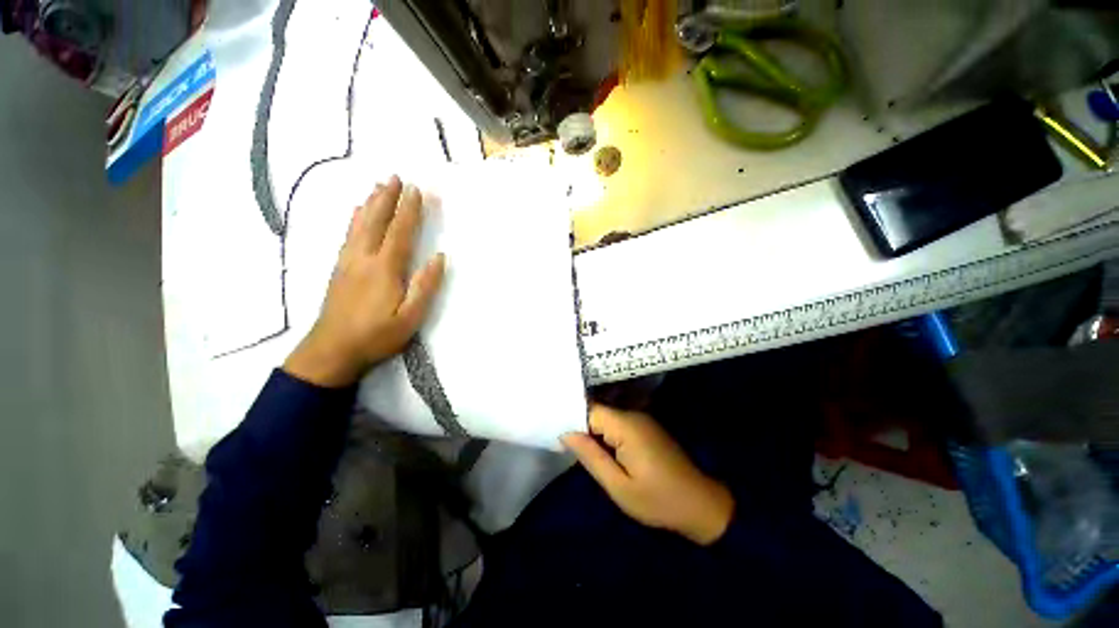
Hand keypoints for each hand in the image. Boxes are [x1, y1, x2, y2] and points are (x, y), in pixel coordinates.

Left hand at [284, 176, 444, 387]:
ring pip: (359, 225)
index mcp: (384, 269)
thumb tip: (439, 257)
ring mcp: (347, 262)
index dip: (409, 211)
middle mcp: (363, 258)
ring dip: (371, 204)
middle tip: (395, 177)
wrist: (331, 351)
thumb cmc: (377, 336)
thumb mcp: (411, 317)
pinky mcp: (339, 269)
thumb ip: (425, 286)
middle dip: (387, 198)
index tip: (416, 190)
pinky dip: (355, 219)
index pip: (400, 232)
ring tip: (377, 186)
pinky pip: (348, 235)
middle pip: (376, 221)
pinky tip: (357, 213)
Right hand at [562, 404, 734, 544]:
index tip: (554, 430)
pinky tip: (599, 449)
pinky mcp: (645, 427)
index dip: (571, 418)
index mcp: (627, 425)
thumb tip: (566, 432)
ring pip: (607, 417)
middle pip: (598, 412)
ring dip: (592, 431)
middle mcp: (633, 415)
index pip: (590, 410)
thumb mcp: (619, 486)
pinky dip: (605, 434)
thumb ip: (591, 456)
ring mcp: (641, 420)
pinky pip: (618, 424)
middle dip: (580, 425)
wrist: (700, 505)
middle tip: (562, 442)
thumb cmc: (658, 500)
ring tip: (576, 447)